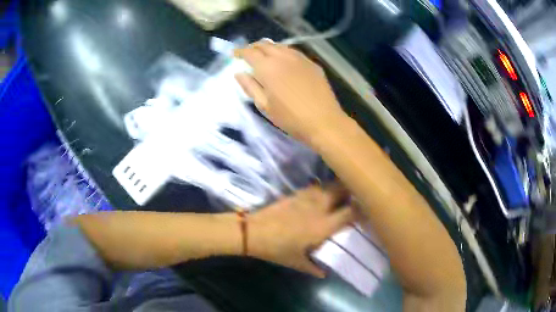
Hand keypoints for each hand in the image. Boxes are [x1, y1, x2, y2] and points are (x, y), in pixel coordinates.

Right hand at [234, 41, 346, 146]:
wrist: (324, 122)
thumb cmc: (291, 118)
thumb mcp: (264, 106)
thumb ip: (250, 87)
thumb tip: (239, 73)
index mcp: (268, 67)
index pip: (250, 52)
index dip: (240, 52)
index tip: (235, 55)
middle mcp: (283, 57)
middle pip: (265, 45)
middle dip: (253, 47)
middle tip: (248, 55)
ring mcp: (300, 58)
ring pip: (280, 46)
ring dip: (269, 48)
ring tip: (264, 56)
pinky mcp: (312, 63)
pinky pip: (293, 52)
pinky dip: (283, 52)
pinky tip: (283, 61)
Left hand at [248, 184, 352, 277]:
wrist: (252, 231)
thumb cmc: (276, 249)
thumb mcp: (297, 262)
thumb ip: (314, 268)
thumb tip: (325, 274)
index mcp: (323, 226)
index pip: (351, 213)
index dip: (362, 211)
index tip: (367, 212)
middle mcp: (319, 208)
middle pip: (342, 191)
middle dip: (352, 192)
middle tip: (355, 199)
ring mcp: (306, 198)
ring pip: (329, 185)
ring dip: (338, 189)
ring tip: (341, 196)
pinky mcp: (295, 193)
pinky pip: (315, 187)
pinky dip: (322, 189)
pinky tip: (320, 197)